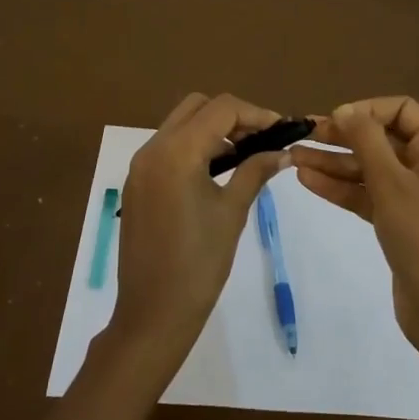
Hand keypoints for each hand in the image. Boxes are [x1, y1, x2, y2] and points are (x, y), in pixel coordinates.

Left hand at [110, 93, 293, 359]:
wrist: (153, 312)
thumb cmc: (199, 264)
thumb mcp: (232, 212)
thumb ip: (255, 172)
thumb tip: (282, 152)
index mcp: (177, 152)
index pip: (222, 109)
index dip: (255, 114)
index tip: (281, 130)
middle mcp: (153, 148)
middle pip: (196, 107)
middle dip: (231, 116)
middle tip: (260, 139)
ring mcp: (140, 165)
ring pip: (179, 124)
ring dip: (211, 129)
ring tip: (243, 155)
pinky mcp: (136, 183)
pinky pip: (166, 147)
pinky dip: (192, 146)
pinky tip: (214, 171)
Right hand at [292, 97, 418, 354]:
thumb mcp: (391, 182)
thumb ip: (366, 140)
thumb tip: (344, 109)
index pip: (401, 110)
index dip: (366, 110)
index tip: (334, 120)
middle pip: (380, 138)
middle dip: (341, 137)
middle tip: (303, 135)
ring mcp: (413, 195)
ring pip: (368, 167)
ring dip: (333, 162)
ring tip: (293, 158)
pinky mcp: (398, 221)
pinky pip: (366, 193)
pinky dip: (340, 187)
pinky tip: (307, 180)